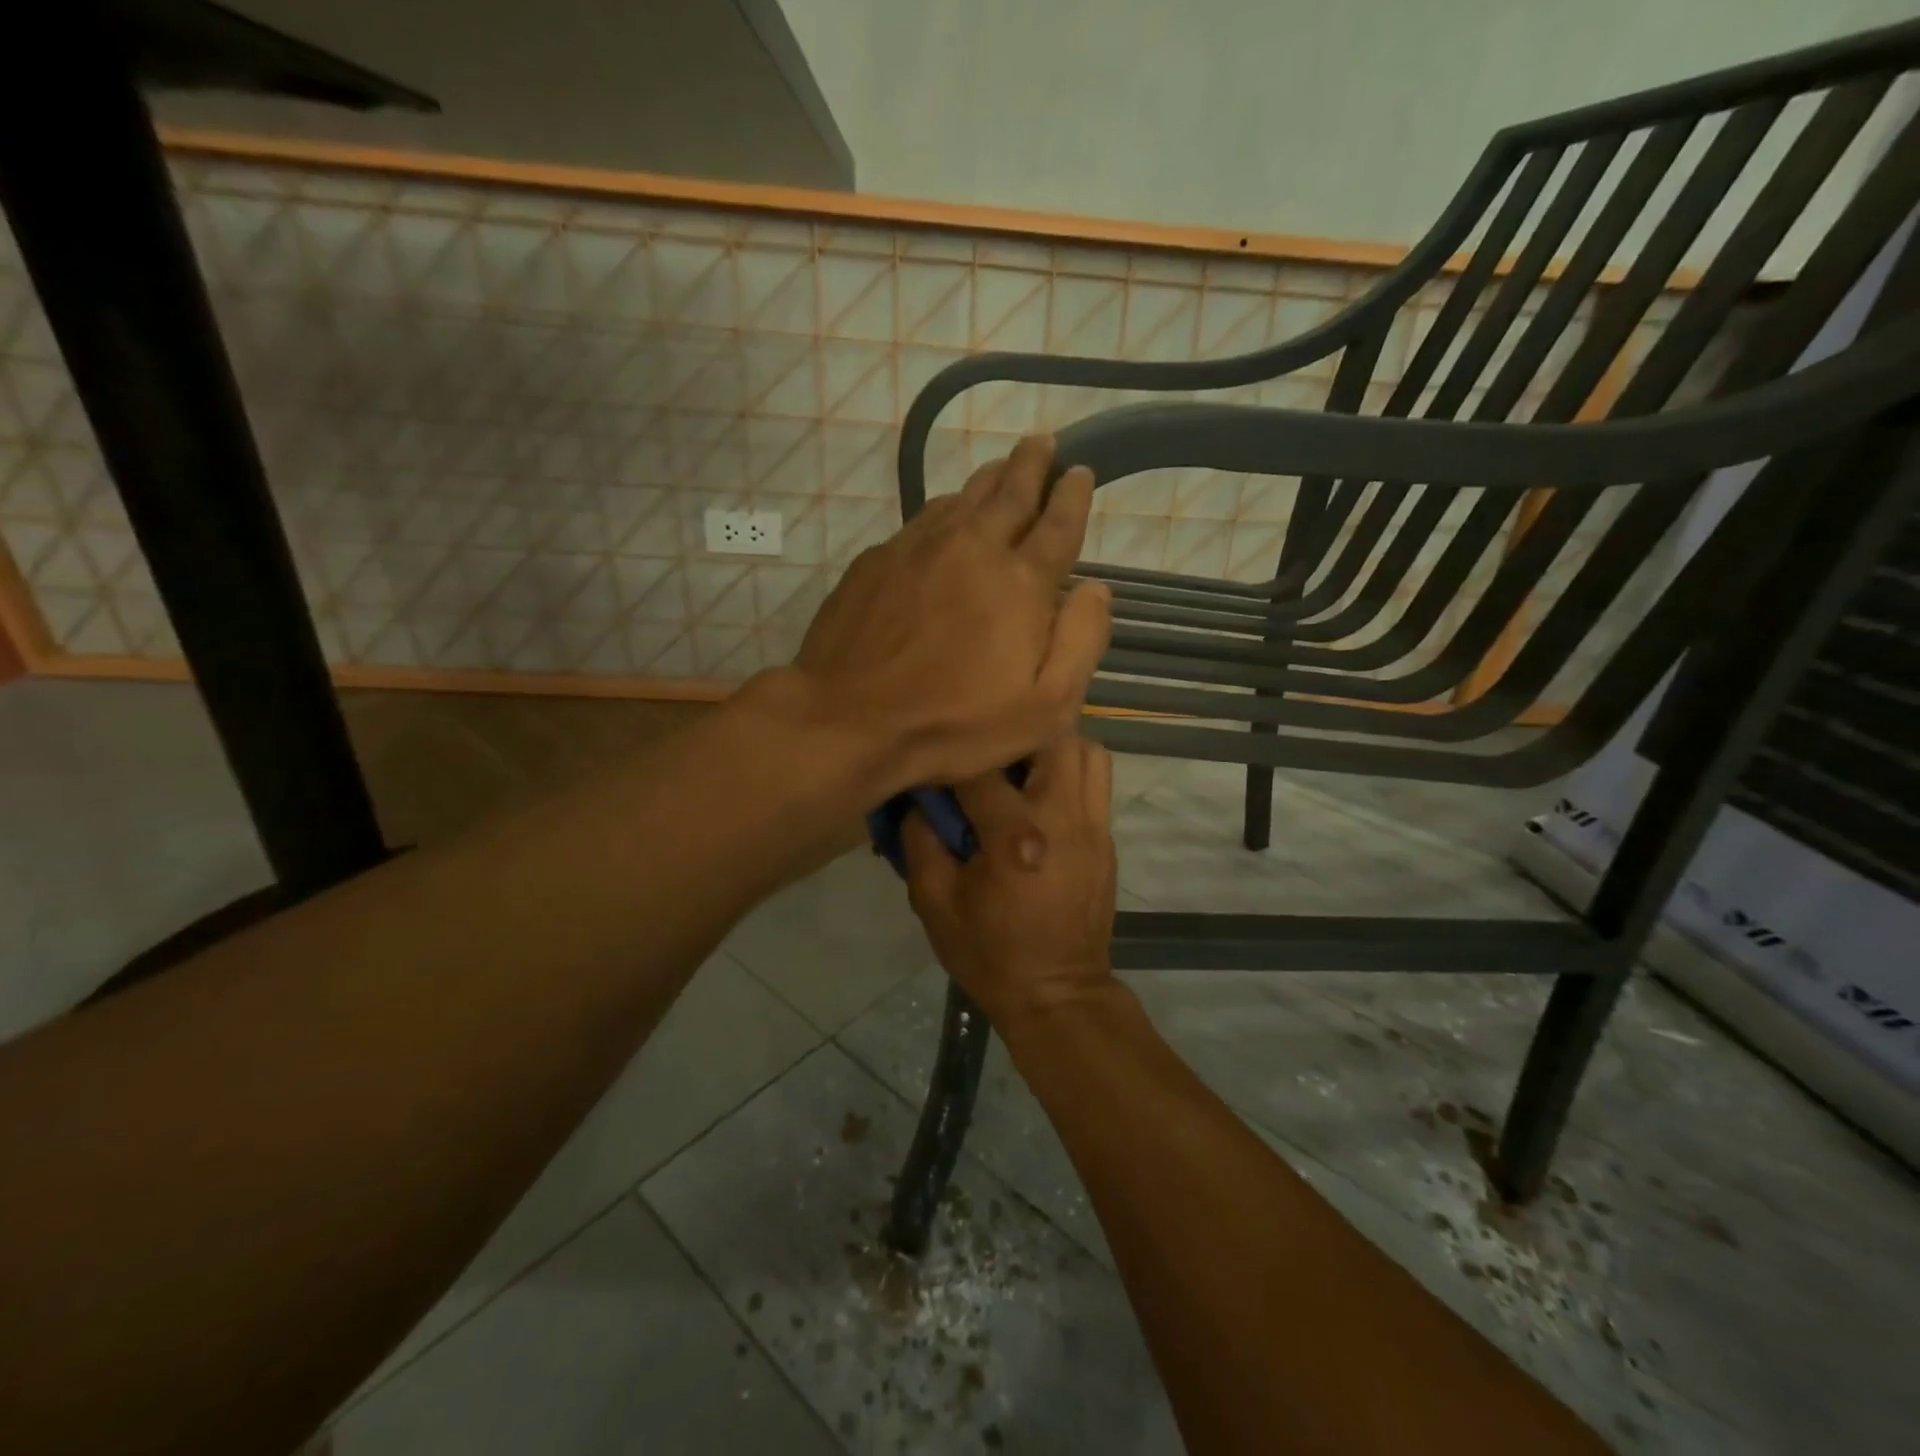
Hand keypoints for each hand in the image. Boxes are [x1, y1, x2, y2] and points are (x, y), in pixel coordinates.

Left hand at [789, 435, 1110, 794]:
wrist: (849, 720)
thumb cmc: (954, 723)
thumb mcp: (1044, 708)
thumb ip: (1081, 642)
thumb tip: (1096, 589)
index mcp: (1020, 581)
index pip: (1057, 524)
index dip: (1073, 495)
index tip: (1081, 471)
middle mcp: (972, 547)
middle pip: (1010, 492)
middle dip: (1032, 464)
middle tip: (1044, 443)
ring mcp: (918, 548)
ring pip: (963, 497)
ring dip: (989, 479)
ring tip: (1002, 467)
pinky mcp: (877, 560)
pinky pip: (922, 519)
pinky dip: (946, 508)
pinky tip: (946, 514)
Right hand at [902, 733, 1117, 1031]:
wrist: (1057, 994)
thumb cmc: (990, 953)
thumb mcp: (934, 903)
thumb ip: (920, 841)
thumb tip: (919, 800)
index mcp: (1015, 837)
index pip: (980, 770)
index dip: (951, 760)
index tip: (935, 765)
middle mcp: (1063, 819)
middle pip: (1052, 737)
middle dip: (1015, 735)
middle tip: (988, 754)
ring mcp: (1094, 827)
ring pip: (1087, 751)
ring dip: (1053, 748)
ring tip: (1021, 768)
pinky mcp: (1107, 840)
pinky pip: (1096, 783)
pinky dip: (1070, 773)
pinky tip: (1041, 797)